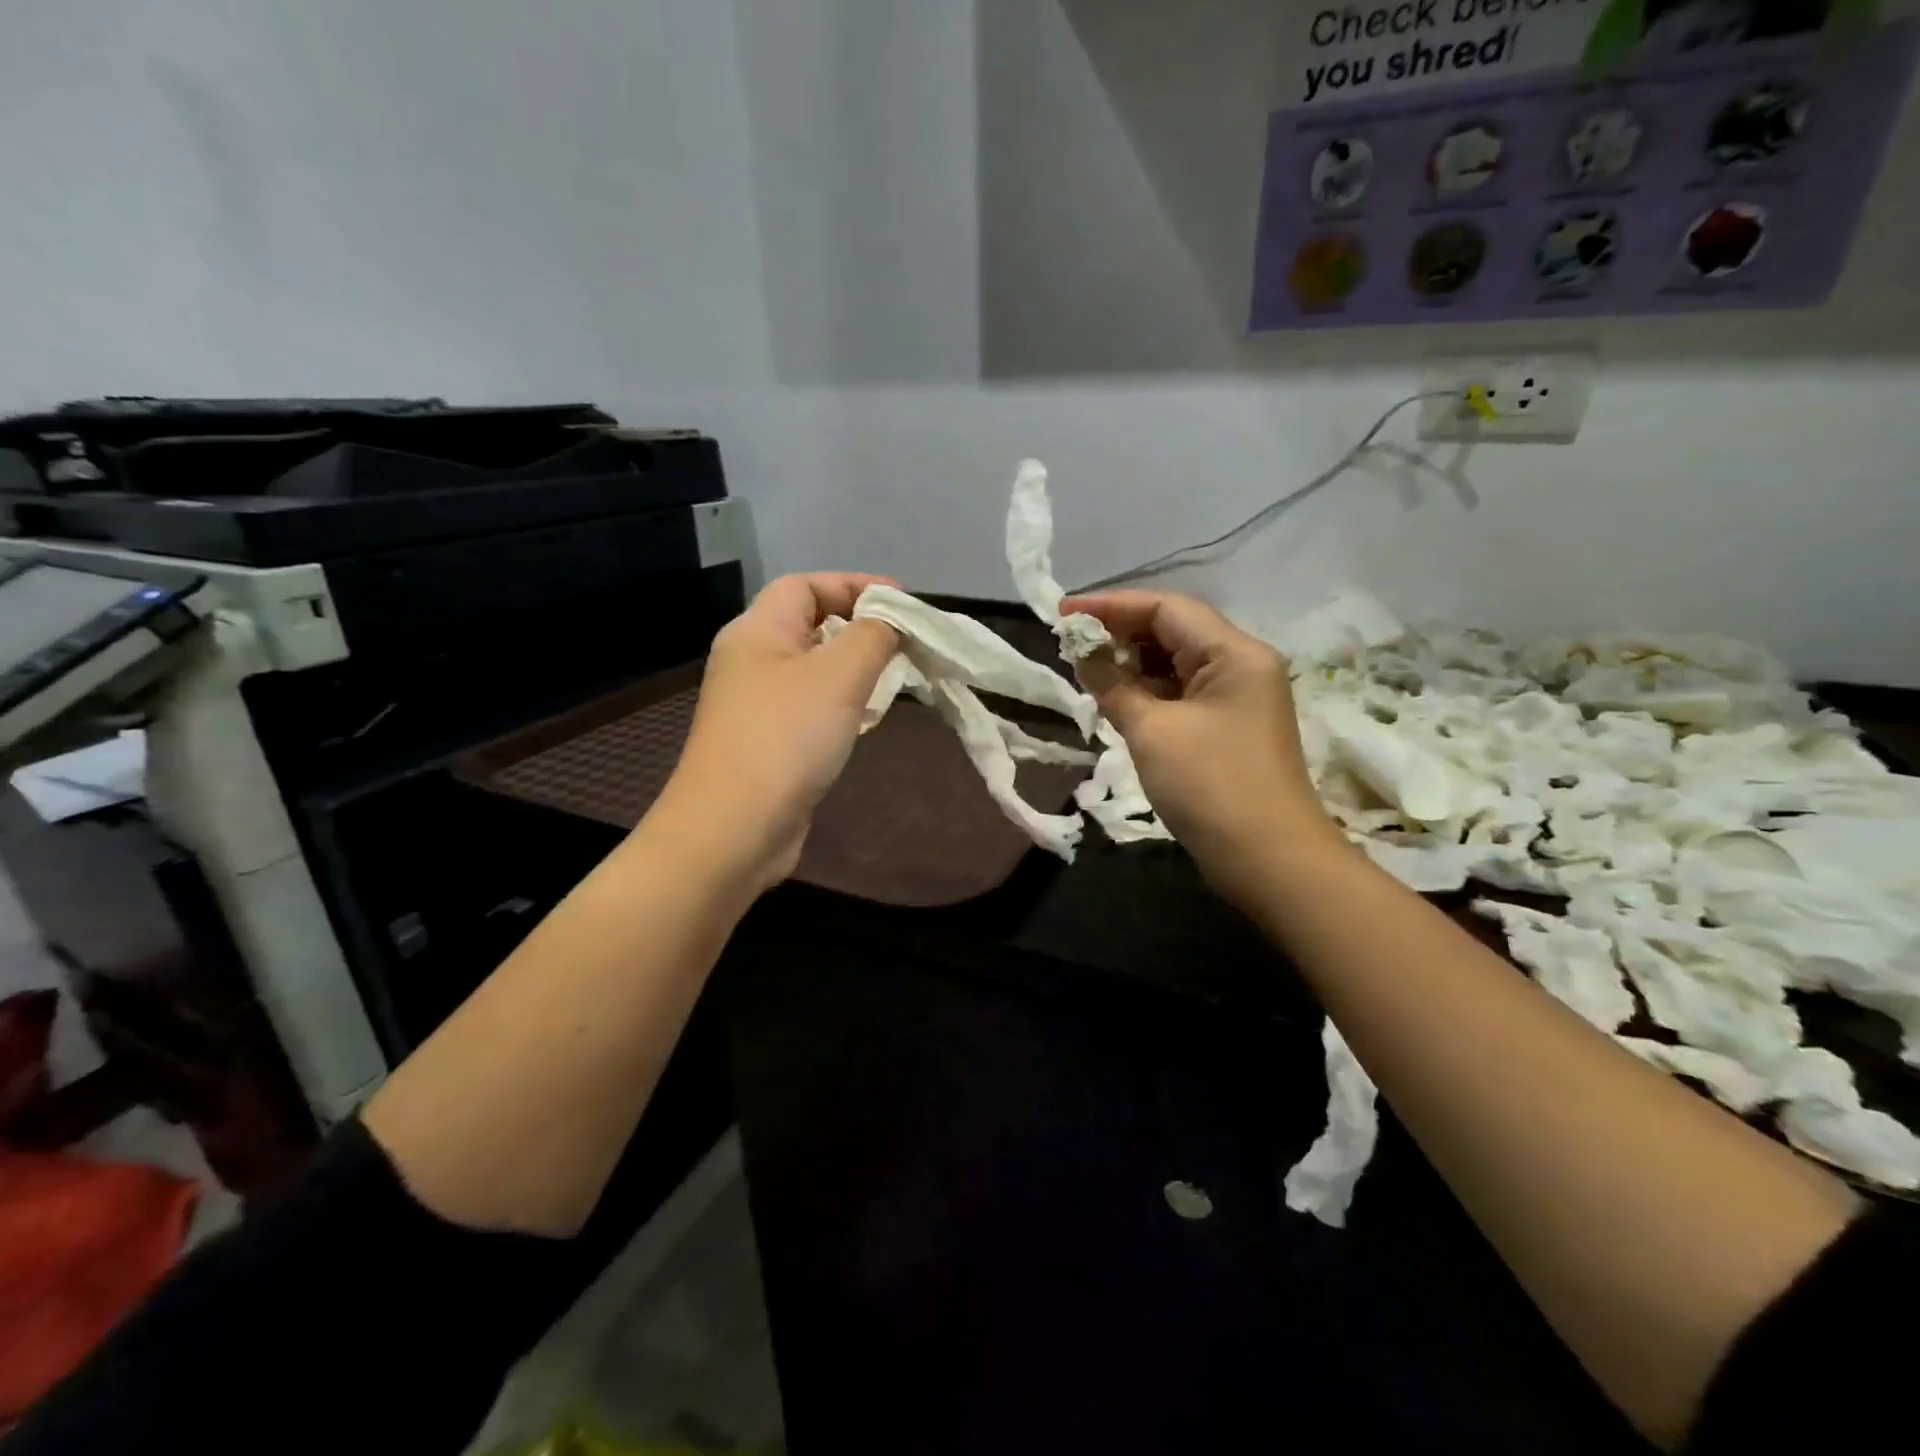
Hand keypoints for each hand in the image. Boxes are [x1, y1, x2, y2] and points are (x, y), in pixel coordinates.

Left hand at [650, 573, 899, 893]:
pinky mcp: (767, 742)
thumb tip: (890, 621)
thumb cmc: (786, 739)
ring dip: (853, 667)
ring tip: (893, 679)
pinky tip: (865, 720)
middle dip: (859, 627)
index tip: (903, 604)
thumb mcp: (839, 676)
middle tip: (904, 644)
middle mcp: (750, 661)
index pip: (805, 585)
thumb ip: (873, 636)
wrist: (733, 830)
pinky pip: (810, 706)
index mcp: (757, 632)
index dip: (854, 585)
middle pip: (809, 624)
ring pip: (812, 668)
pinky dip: (841, 703)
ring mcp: (756, 705)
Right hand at [1060, 590, 1344, 899]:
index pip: (1166, 608)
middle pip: (1173, 631)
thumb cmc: (1211, 786)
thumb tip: (1083, 653)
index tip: (1062, 612)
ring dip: (1130, 664)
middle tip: (1069, 642)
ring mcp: (1236, 697)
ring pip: (1175, 663)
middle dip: (1119, 633)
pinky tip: (1114, 698)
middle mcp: (1241, 664)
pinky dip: (1146, 691)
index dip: (1110, 606)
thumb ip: (1113, 685)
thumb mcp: (1152, 731)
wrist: (1268, 860)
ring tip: (1084, 668)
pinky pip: (1180, 693)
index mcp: (1234, 652)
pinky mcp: (1227, 727)